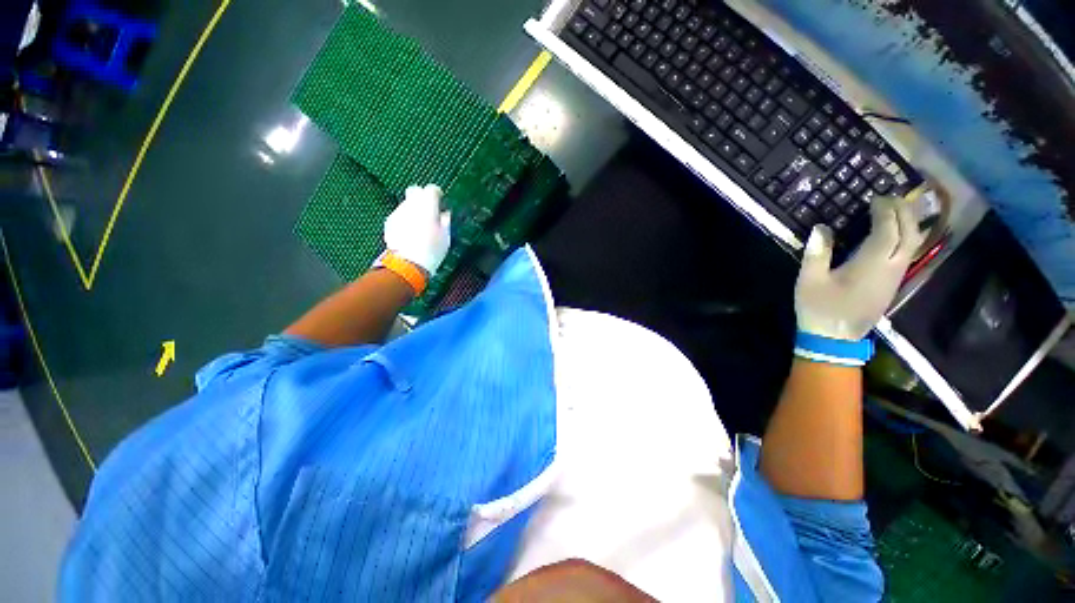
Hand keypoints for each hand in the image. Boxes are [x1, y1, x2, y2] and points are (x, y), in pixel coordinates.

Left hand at [383, 184, 451, 273]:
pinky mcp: (389, 222)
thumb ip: (445, 221)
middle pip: (415, 191)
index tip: (441, 201)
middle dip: (422, 197)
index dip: (437, 194)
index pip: (432, 189)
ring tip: (420, 225)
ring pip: (406, 204)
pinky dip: (405, 219)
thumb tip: (444, 214)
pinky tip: (410, 233)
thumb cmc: (432, 249)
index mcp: (427, 205)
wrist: (408, 263)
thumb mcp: (446, 236)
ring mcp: (398, 212)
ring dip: (414, 210)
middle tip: (429, 209)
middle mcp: (411, 204)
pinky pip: (399, 215)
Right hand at [795, 196, 924, 340]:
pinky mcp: (892, 284)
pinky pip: (907, 254)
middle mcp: (890, 268)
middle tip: (890, 198)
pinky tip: (895, 234)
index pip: (887, 230)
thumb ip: (817, 254)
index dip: (884, 212)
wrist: (835, 339)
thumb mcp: (809, 281)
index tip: (875, 199)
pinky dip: (905, 237)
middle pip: (908, 234)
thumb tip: (821, 228)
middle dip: (903, 212)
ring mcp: (895, 277)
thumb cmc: (820, 308)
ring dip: (908, 223)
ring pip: (913, 244)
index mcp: (870, 265)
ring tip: (895, 211)